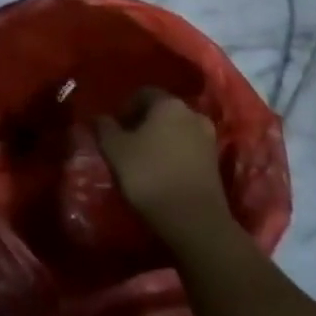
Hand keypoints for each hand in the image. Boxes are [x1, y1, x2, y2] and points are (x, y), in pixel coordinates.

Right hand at [97, 89, 230, 231]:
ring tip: (142, 160)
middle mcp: (192, 114)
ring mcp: (208, 139)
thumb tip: (100, 117)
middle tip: (125, 142)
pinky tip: (160, 173)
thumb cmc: (150, 175)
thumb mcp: (114, 149)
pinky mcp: (215, 164)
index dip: (124, 108)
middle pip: (161, 112)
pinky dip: (173, 155)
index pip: (142, 93)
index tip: (113, 128)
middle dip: (143, 123)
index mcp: (168, 103)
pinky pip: (188, 150)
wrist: (195, 221)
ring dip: (159, 140)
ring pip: (176, 131)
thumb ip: (104, 127)